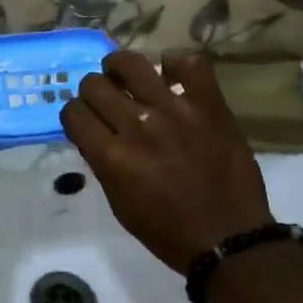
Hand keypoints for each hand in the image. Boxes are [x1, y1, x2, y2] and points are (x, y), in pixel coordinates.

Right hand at [61, 50, 273, 273]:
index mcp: (112, 157)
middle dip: (93, 92)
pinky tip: (171, 73)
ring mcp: (176, 111)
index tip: (85, 120)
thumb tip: (94, 130)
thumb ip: (102, 162)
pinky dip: (176, 63)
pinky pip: (190, 63)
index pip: (73, 112)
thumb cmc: (168, 231)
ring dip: (120, 67)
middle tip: (107, 100)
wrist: (229, 239)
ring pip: (132, 63)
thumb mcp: (119, 203)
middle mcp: (138, 126)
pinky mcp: (209, 105)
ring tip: (127, 76)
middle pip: (94, 84)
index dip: (75, 115)